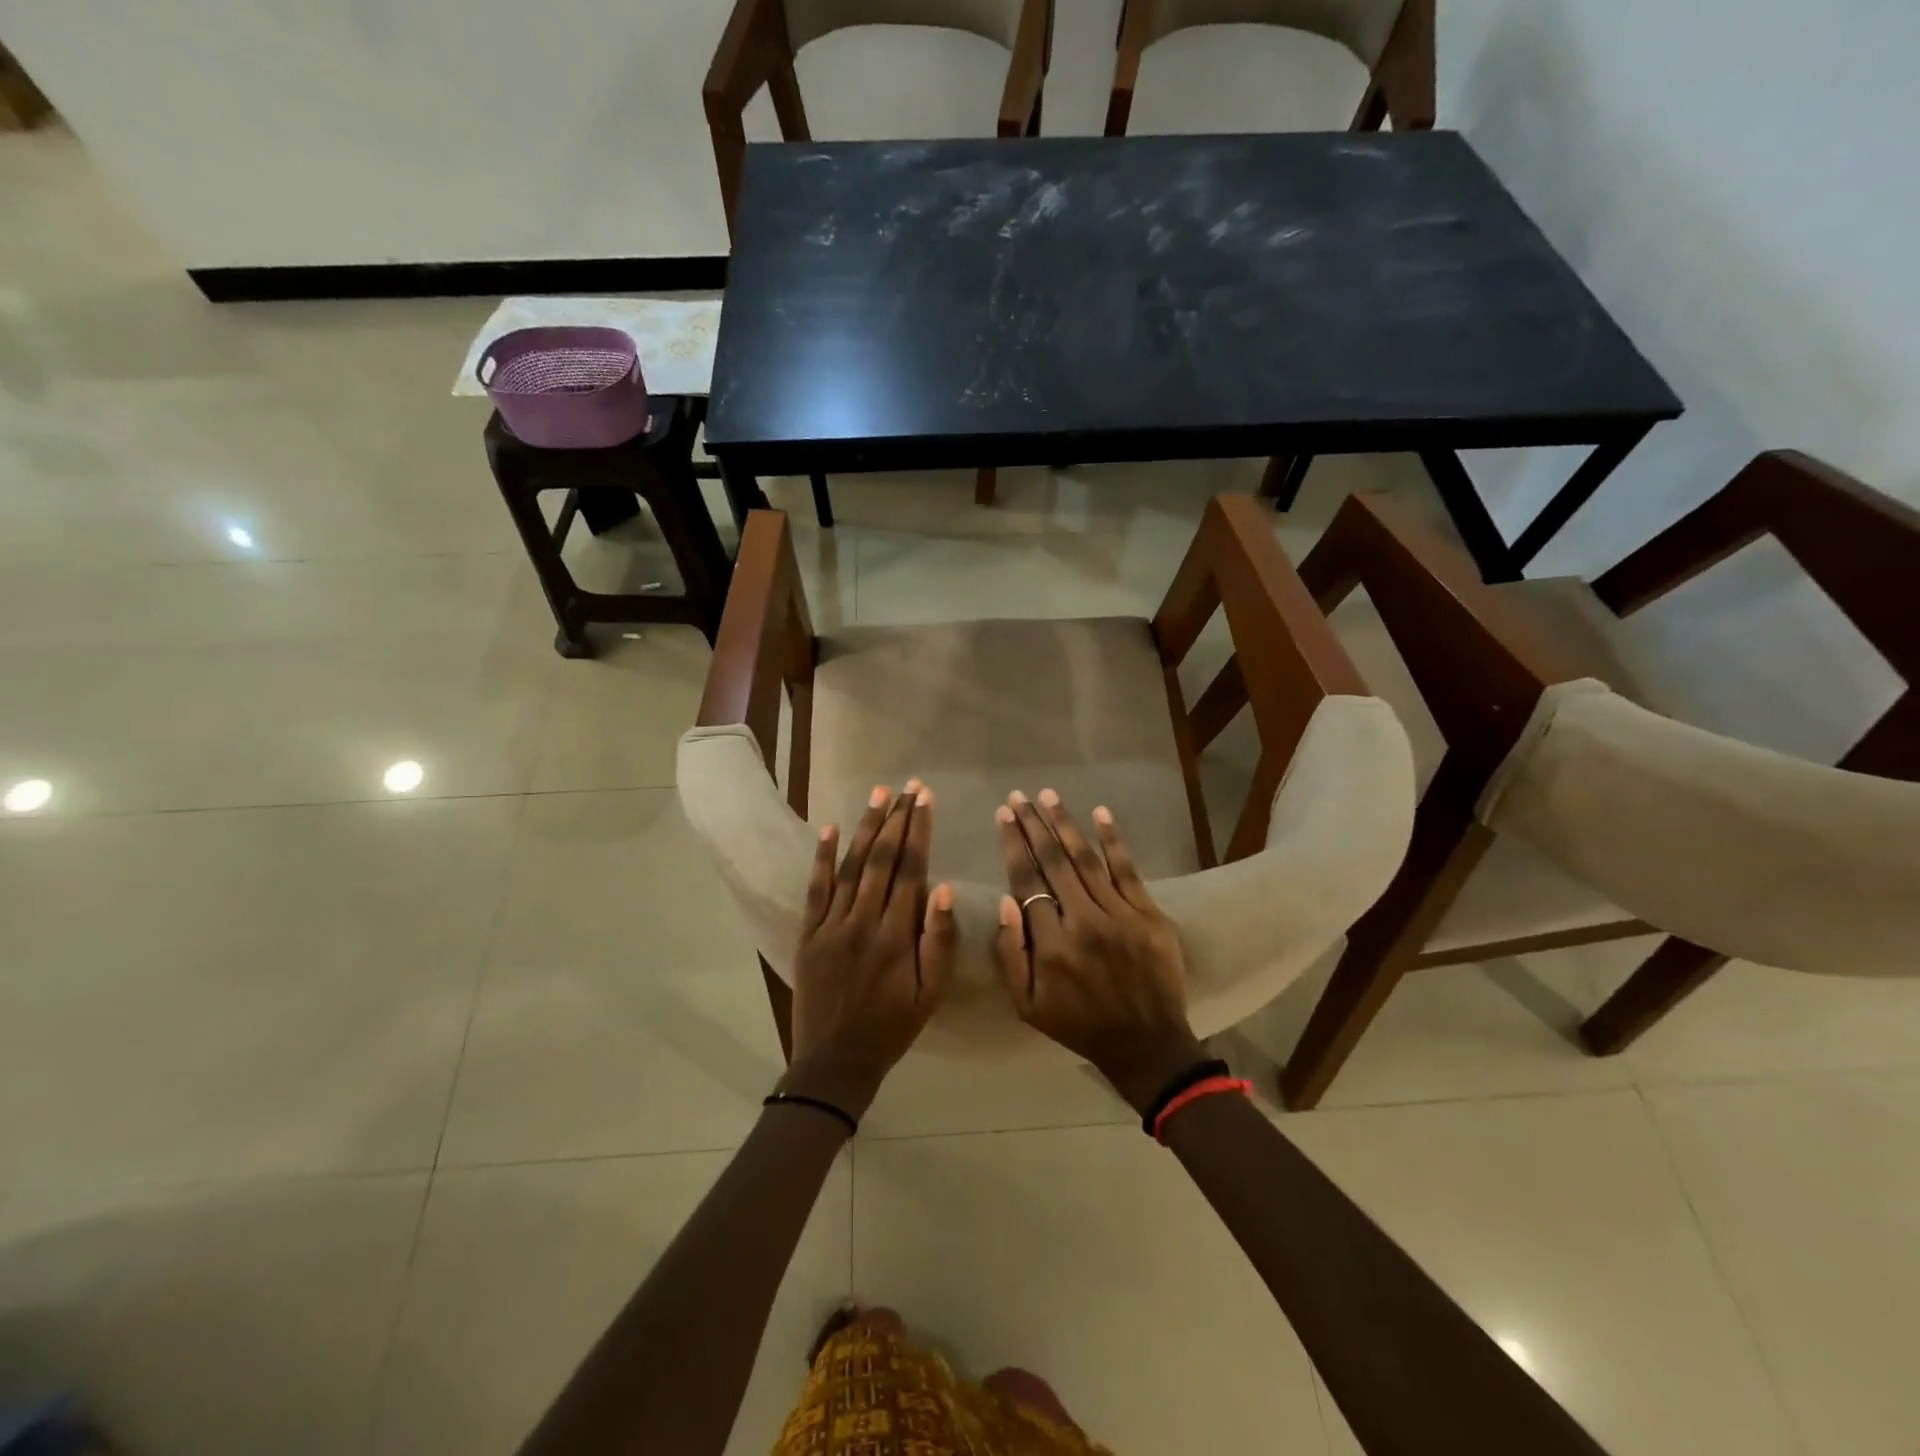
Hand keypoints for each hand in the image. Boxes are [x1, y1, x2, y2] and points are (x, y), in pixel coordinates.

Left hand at [780, 781, 956, 1119]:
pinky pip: (816, 888)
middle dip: (897, 818)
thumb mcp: (931, 994)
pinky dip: (822, 857)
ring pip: (851, 866)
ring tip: (879, 795)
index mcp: (896, 935)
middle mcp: (863, 921)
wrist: (835, 1061)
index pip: (911, 869)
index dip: (919, 830)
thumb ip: (938, 941)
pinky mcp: (808, 933)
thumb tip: (942, 888)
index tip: (925, 799)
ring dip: (866, 828)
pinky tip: (830, 828)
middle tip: (907, 786)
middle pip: (882, 859)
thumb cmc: (892, 1028)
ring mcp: (831, 925)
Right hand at [993, 789, 1207, 1113]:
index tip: (1003, 816)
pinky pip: (1127, 870)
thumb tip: (1004, 901)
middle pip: (1053, 862)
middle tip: (1019, 796)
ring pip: (1086, 859)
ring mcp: (1119, 915)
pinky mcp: (1148, 914)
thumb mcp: (1027, 1004)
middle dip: (1033, 825)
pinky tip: (1099, 813)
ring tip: (1047, 796)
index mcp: (1051, 944)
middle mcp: (1083, 921)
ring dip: (1064, 824)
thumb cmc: (1079, 1024)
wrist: (1146, 1043)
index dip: (1013, 845)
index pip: (1026, 881)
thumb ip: (1010, 953)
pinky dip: (1113, 840)